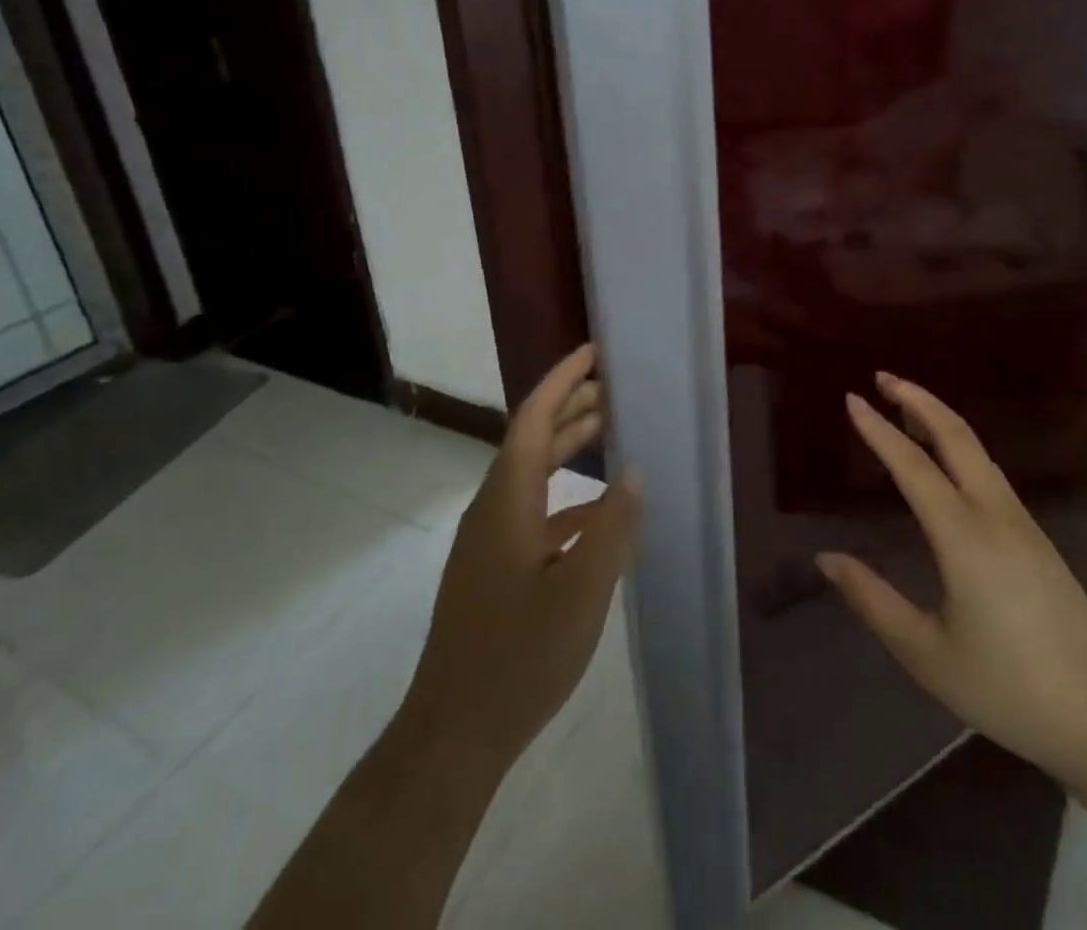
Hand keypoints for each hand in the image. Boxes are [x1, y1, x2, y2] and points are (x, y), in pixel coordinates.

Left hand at [401, 345, 641, 773]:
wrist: (453, 734)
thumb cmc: (519, 657)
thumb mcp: (581, 591)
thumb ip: (612, 526)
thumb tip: (632, 471)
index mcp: (507, 500)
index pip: (533, 419)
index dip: (561, 381)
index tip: (592, 352)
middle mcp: (492, 509)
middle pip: (531, 440)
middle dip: (570, 408)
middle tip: (613, 387)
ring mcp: (489, 541)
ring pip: (532, 476)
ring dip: (568, 450)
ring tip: (610, 432)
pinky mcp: (493, 570)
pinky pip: (534, 512)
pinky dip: (567, 498)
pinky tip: (599, 514)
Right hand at [816, 372, 1086, 785]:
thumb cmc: (1005, 689)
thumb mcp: (925, 653)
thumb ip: (872, 600)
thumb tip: (825, 558)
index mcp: (964, 538)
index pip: (913, 466)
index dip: (879, 430)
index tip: (852, 398)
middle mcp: (995, 515)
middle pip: (955, 436)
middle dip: (917, 399)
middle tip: (881, 377)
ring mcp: (1022, 522)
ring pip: (977, 449)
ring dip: (939, 417)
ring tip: (905, 404)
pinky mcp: (1036, 535)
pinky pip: (990, 471)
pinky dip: (959, 445)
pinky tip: (945, 456)